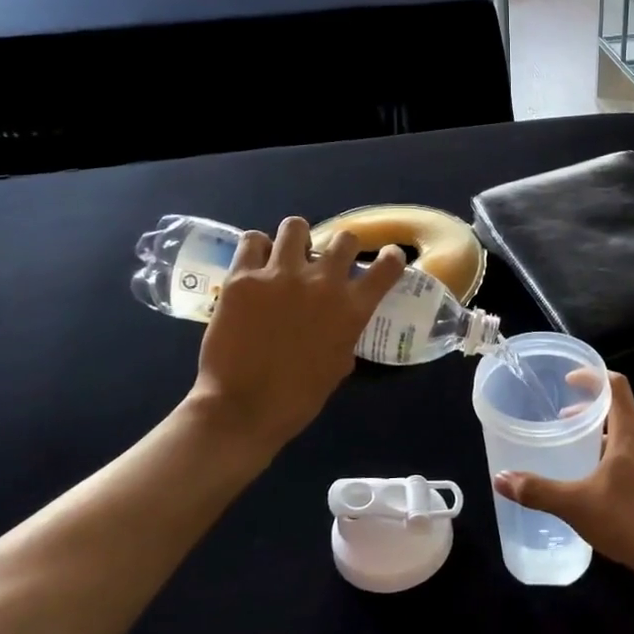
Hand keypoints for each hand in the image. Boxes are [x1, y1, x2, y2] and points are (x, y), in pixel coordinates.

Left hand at [188, 217, 405, 467]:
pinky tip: (254, 263)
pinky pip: (252, 241)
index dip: (391, 258)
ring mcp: (280, 275)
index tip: (388, 257)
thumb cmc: (298, 398)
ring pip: (295, 226)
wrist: (243, 408)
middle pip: (344, 238)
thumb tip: (337, 325)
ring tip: (286, 253)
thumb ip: (343, 335)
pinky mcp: (242, 277)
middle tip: (325, 261)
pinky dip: (256, 248)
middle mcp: (322, 282)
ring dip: (296, 239)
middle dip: (339, 248)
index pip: (387, 267)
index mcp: (352, 308)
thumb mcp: (337, 365)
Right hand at [493, 373, 633, 581]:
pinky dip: (617, 456)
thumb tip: (501, 479)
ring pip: (629, 436)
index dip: (592, 377)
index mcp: (631, 432)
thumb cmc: (628, 520)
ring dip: (604, 436)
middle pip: (621, 410)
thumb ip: (538, 490)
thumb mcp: (575, 505)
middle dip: (591, 411)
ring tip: (579, 453)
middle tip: (564, 421)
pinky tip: (602, 484)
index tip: (569, 380)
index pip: (616, 385)